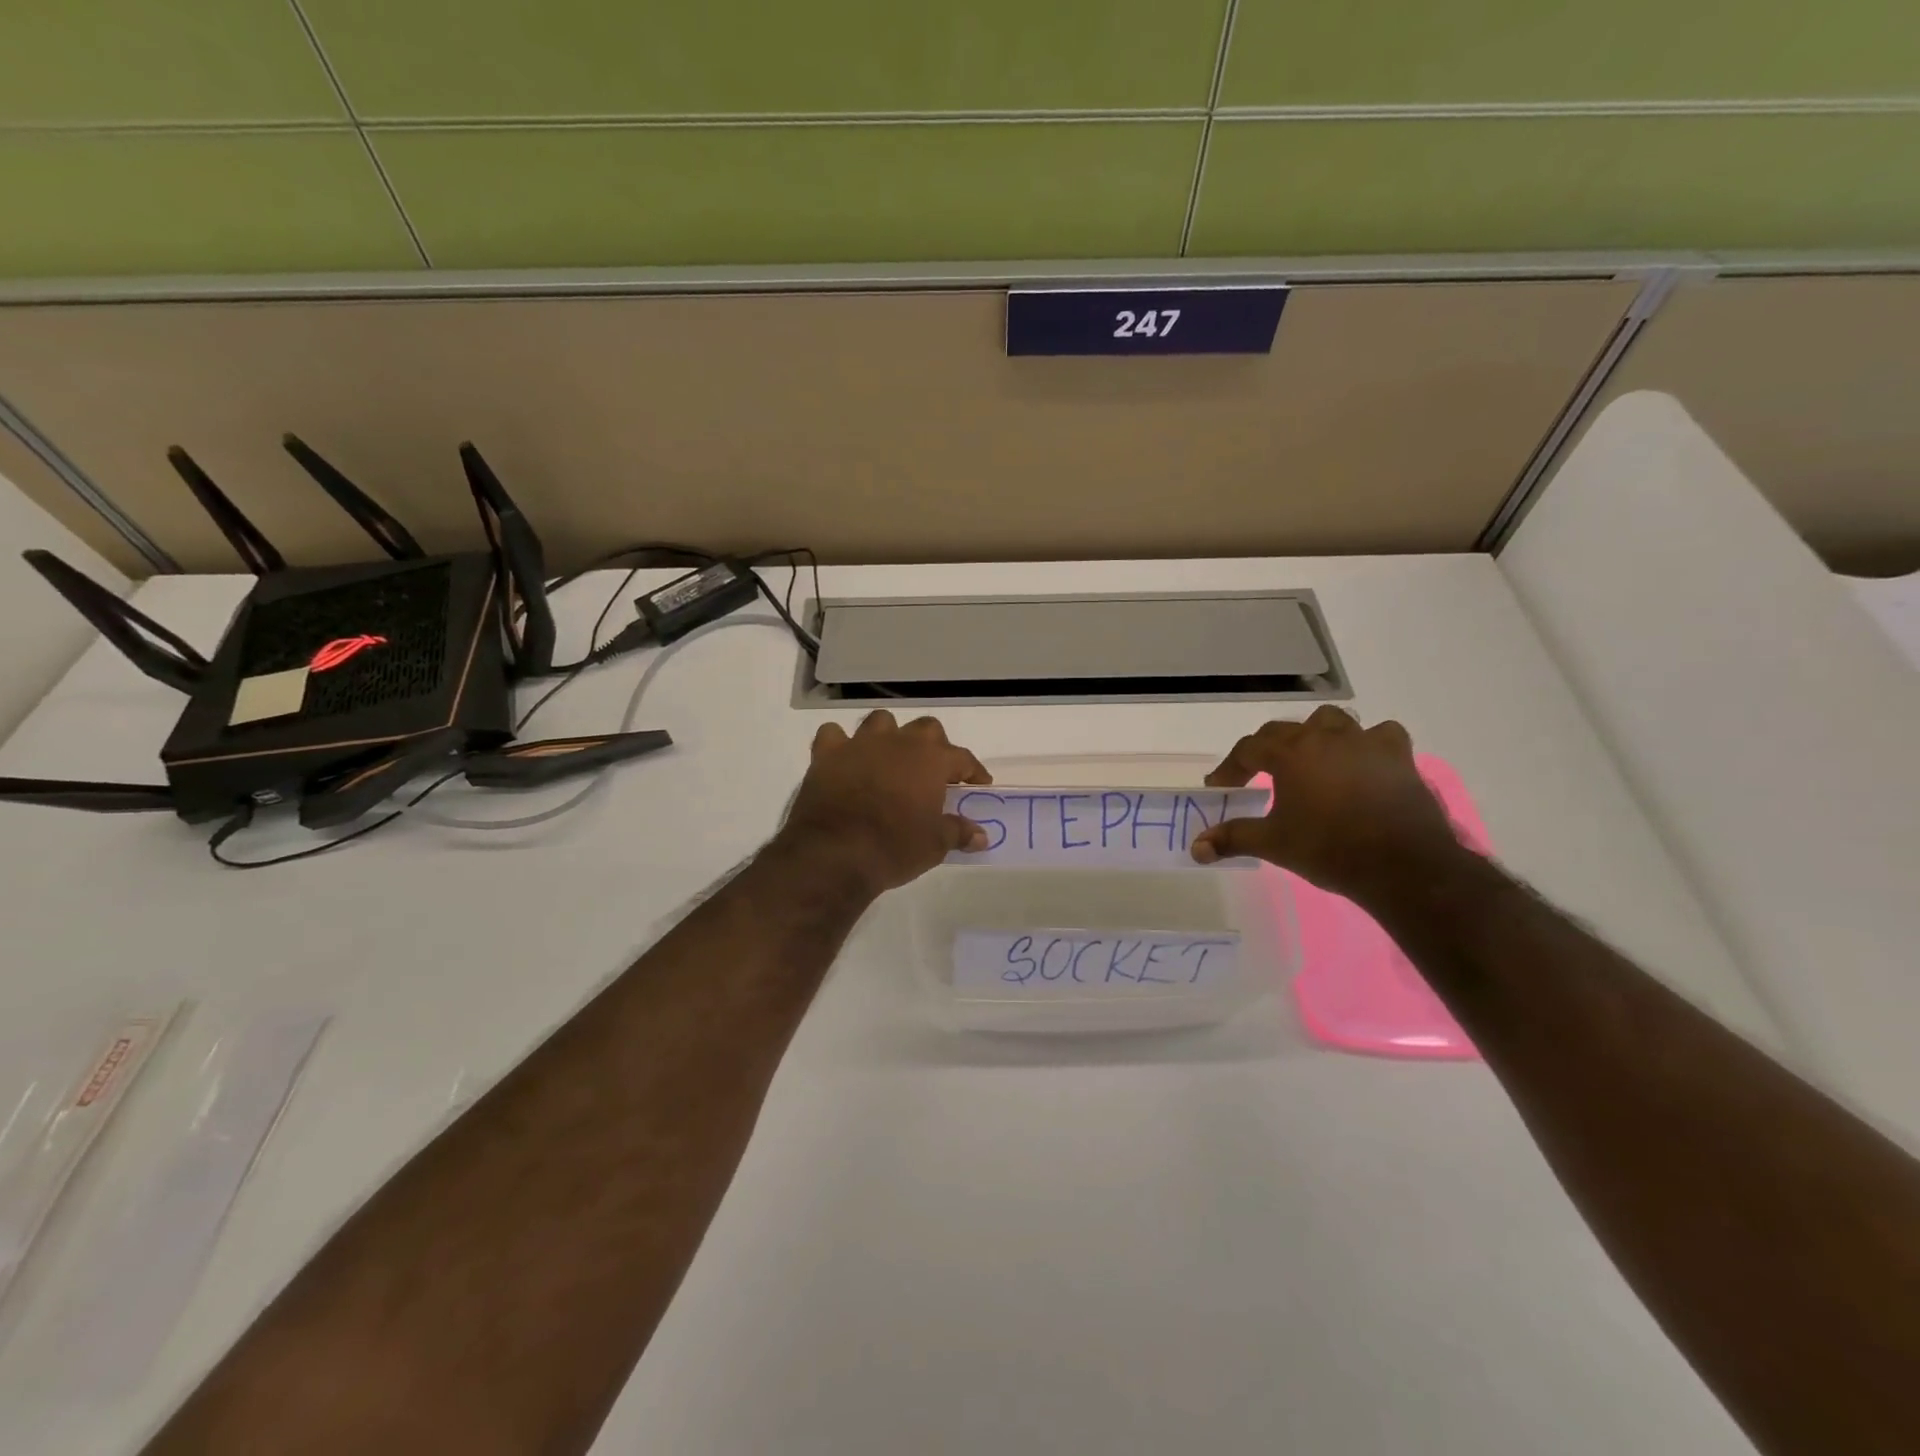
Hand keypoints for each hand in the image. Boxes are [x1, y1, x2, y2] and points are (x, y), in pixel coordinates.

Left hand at [773, 711, 993, 896]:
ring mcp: (860, 744)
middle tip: (933, 772)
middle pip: (925, 729)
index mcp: (931, 759)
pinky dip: (841, 744)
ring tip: (890, 759)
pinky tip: (845, 760)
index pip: (962, 757)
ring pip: (881, 722)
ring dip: (889, 736)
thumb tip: (981, 836)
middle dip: (933, 746)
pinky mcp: (826, 754)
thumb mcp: (935, 845)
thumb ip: (959, 832)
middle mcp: (898, 742)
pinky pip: (834, 735)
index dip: (973, 771)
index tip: (978, 784)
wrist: (835, 853)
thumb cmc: (895, 847)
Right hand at [1190, 706, 1465, 898]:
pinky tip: (1363, 762)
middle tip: (1259, 775)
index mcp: (1290, 754)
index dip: (1230, 768)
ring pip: (1332, 721)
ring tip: (1312, 759)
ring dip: (1316, 735)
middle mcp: (1324, 737)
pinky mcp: (1399, 757)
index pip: (1248, 749)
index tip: (1220, 787)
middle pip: (1285, 730)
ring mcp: (1365, 743)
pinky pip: (1380, 735)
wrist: (1401, 865)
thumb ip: (1232, 838)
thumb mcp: (1273, 844)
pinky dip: (1367, 744)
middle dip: (1267, 749)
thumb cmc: (1328, 849)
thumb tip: (1196, 848)